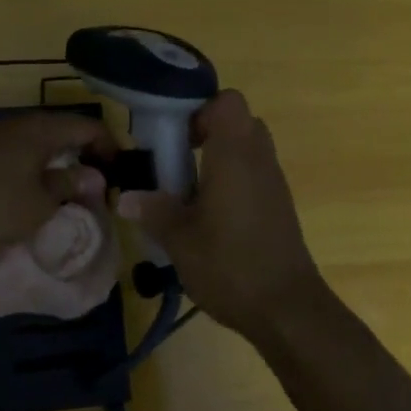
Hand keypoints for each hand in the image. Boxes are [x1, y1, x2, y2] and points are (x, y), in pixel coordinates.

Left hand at [0, 112, 112, 249]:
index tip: (121, 171)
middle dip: (86, 152)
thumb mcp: (41, 203)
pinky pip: (22, 149)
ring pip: (42, 139)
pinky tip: (37, 185)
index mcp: (42, 129)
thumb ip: (69, 185)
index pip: (89, 126)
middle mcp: (22, 123)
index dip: (110, 146)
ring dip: (61, 158)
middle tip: (100, 179)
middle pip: (65, 129)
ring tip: (72, 184)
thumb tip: (93, 176)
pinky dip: (39, 162)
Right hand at [119, 89, 330, 341]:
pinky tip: (211, 214)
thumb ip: (152, 210)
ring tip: (189, 188)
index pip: (227, 101)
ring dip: (220, 157)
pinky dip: (234, 179)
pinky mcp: (280, 205)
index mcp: (235, 154)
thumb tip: (123, 196)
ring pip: (248, 148)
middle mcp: (259, 159)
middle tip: (178, 158)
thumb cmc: (230, 265)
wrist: (287, 309)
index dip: (200, 109)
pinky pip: (255, 173)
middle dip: (207, 131)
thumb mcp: (179, 239)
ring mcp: (274, 182)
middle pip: (239, 121)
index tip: (175, 136)